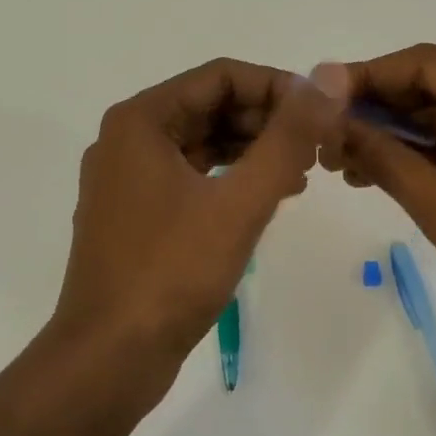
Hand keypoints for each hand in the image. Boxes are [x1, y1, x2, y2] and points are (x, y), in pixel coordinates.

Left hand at [47, 58, 343, 396]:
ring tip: (304, 171)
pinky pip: (191, 177)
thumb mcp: (240, 202)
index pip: (221, 76)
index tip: (322, 113)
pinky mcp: (136, 214)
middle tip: (319, 145)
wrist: (108, 359)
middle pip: (210, 106)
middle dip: (267, 121)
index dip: (277, 86)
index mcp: (141, 121)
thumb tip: (327, 79)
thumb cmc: (171, 274)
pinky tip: (269, 197)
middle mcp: (128, 139)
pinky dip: (231, 179)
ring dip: (253, 150)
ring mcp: (128, 179)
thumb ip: (288, 138)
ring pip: (202, 143)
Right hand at [328, 44, 435, 386]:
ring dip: (401, 138)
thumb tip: (326, 117)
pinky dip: (433, 156)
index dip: (367, 78)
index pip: (430, 65)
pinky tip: (382, 170)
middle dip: (381, 113)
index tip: (317, 96)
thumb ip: (381, 155)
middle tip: (324, 134)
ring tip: (341, 160)